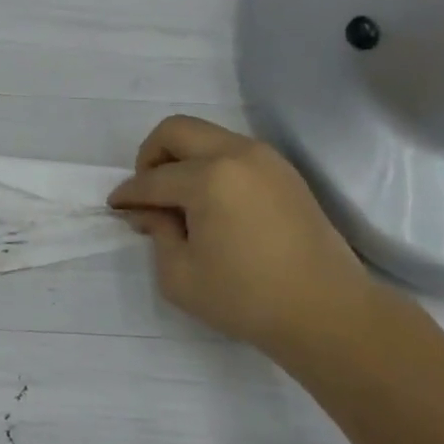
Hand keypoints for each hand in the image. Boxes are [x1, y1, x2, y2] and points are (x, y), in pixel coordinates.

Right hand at [108, 115, 384, 361]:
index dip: (128, 194)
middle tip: (147, 193)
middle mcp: (236, 154)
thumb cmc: (246, 299)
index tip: (116, 206)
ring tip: (179, 200)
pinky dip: (211, 165)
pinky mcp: (284, 172)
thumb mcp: (180, 276)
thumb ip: (156, 233)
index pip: (153, 179)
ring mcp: (265, 158)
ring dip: (183, 159)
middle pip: (176, 130)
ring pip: (207, 136)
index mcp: (208, 178)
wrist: (327, 312)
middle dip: (150, 156)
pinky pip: (233, 151)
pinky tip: (211, 203)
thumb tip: (149, 211)